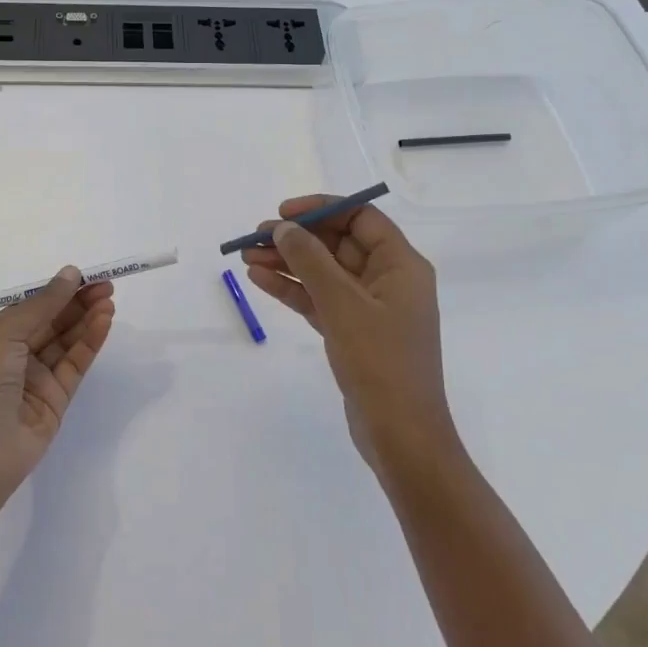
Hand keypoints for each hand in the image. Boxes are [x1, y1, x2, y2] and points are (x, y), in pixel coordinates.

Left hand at [0, 267, 115, 512]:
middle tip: (106, 285)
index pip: (32, 307)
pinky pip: (76, 364)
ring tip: (109, 301)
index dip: (57, 290)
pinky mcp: (57, 399)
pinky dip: (90, 342)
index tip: (84, 275)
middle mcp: (16, 355)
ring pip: (67, 341)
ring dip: (87, 319)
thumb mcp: (5, 335)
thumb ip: (41, 305)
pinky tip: (103, 323)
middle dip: (78, 302)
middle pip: (53, 322)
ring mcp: (37, 378)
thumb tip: (70, 273)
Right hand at [240, 196, 459, 481]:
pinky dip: (292, 290)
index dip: (321, 209)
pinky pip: (319, 300)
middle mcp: (388, 280)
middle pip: (337, 243)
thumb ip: (310, 260)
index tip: (283, 214)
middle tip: (254, 237)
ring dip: (287, 263)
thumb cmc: (380, 362)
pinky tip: (260, 280)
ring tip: (245, 257)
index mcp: (401, 265)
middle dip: (296, 238)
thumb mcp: (342, 304)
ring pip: (323, 273)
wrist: (401, 438)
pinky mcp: (353, 333)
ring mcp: (370, 308)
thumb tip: (282, 229)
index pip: (360, 217)